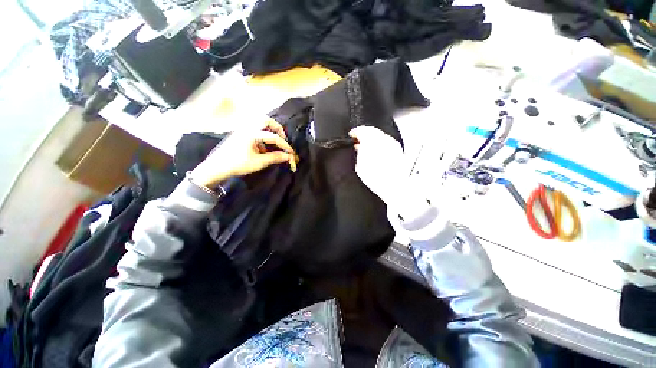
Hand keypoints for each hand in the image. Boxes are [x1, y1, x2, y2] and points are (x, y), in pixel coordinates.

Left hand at [190, 118, 297, 188]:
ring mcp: (242, 131)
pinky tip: (262, 149)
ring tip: (274, 145)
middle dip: (277, 128)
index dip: (285, 145)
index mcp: (252, 133)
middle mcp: (247, 128)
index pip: (274, 137)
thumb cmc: (238, 164)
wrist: (216, 168)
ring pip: (259, 125)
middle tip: (283, 138)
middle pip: (265, 120)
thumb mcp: (259, 162)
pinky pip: (254, 131)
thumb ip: (275, 157)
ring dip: (269, 132)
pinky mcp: (240, 135)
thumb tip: (288, 157)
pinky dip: (262, 137)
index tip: (292, 153)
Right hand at [349, 126, 405, 203]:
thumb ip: (359, 153)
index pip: (361, 130)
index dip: (355, 132)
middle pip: (372, 130)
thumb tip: (359, 147)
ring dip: (372, 137)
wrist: (394, 186)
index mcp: (372, 142)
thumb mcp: (360, 167)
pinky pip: (386, 140)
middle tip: (358, 139)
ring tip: (367, 146)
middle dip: (364, 133)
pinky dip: (380, 142)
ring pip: (380, 134)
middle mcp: (383, 140)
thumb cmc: (378, 178)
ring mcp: (392, 144)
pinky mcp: (398, 149)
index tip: (352, 135)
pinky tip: (377, 150)